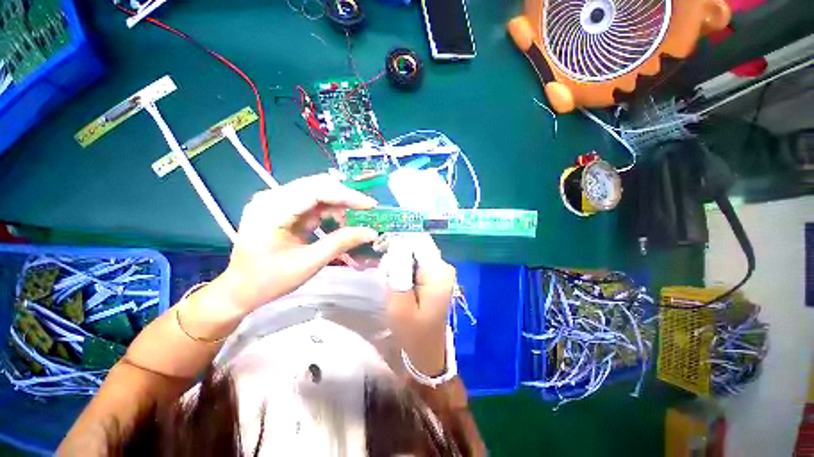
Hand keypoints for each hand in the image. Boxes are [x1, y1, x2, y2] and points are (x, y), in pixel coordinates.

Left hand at [219, 174, 378, 312]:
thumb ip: (341, 243)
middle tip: (366, 211)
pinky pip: (311, 202)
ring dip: (337, 205)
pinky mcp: (281, 208)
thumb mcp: (309, 263)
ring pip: (316, 192)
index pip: (316, 191)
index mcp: (272, 209)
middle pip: (317, 186)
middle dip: (344, 198)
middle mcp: (272, 197)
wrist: (240, 290)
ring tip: (350, 223)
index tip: (370, 205)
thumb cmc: (269, 280)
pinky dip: (328, 211)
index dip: (346, 196)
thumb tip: (371, 233)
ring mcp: (275, 201)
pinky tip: (336, 223)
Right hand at [383, 235, 455, 376]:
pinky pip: (415, 262)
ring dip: (399, 262)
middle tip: (386, 274)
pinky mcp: (434, 276)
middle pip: (416, 245)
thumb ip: (398, 269)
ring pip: (414, 253)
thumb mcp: (400, 302)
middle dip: (398, 254)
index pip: (418, 241)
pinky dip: (403, 267)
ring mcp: (440, 271)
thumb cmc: (412, 332)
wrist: (426, 352)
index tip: (380, 250)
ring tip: (391, 281)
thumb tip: (397, 243)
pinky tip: (398, 282)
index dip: (399, 242)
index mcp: (438, 271)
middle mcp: (443, 266)